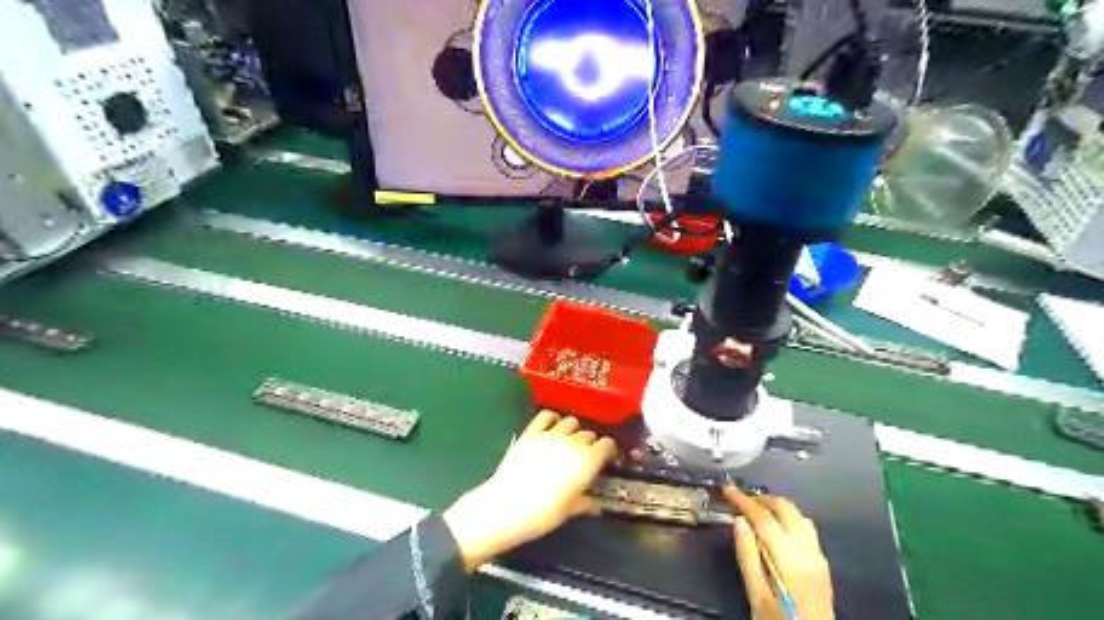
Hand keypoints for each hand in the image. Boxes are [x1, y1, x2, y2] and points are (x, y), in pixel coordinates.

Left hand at [444, 411, 616, 571]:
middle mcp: (573, 443)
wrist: (507, 506)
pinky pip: (546, 415)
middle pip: (588, 434)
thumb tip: (595, 506)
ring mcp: (551, 434)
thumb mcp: (569, 511)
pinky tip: (552, 426)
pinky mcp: (531, 432)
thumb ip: (585, 503)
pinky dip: (552, 418)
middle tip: (584, 457)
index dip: (608, 451)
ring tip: (569, 442)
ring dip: (573, 430)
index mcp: (587, 461)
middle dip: (590, 444)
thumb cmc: (543, 514)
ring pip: (571, 422)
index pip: (607, 445)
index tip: (605, 459)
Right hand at [721, 489, 831, 619]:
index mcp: (788, 560)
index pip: (764, 518)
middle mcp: (808, 552)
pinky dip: (790, 518)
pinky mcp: (823, 563)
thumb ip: (747, 556)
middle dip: (761, 498)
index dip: (743, 500)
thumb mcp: (756, 595)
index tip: (728, 490)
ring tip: (757, 510)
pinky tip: (778, 527)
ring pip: (799, 515)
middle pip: (786, 509)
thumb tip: (739, 522)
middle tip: (741, 499)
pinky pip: (807, 528)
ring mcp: (818, 557)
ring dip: (777, 507)